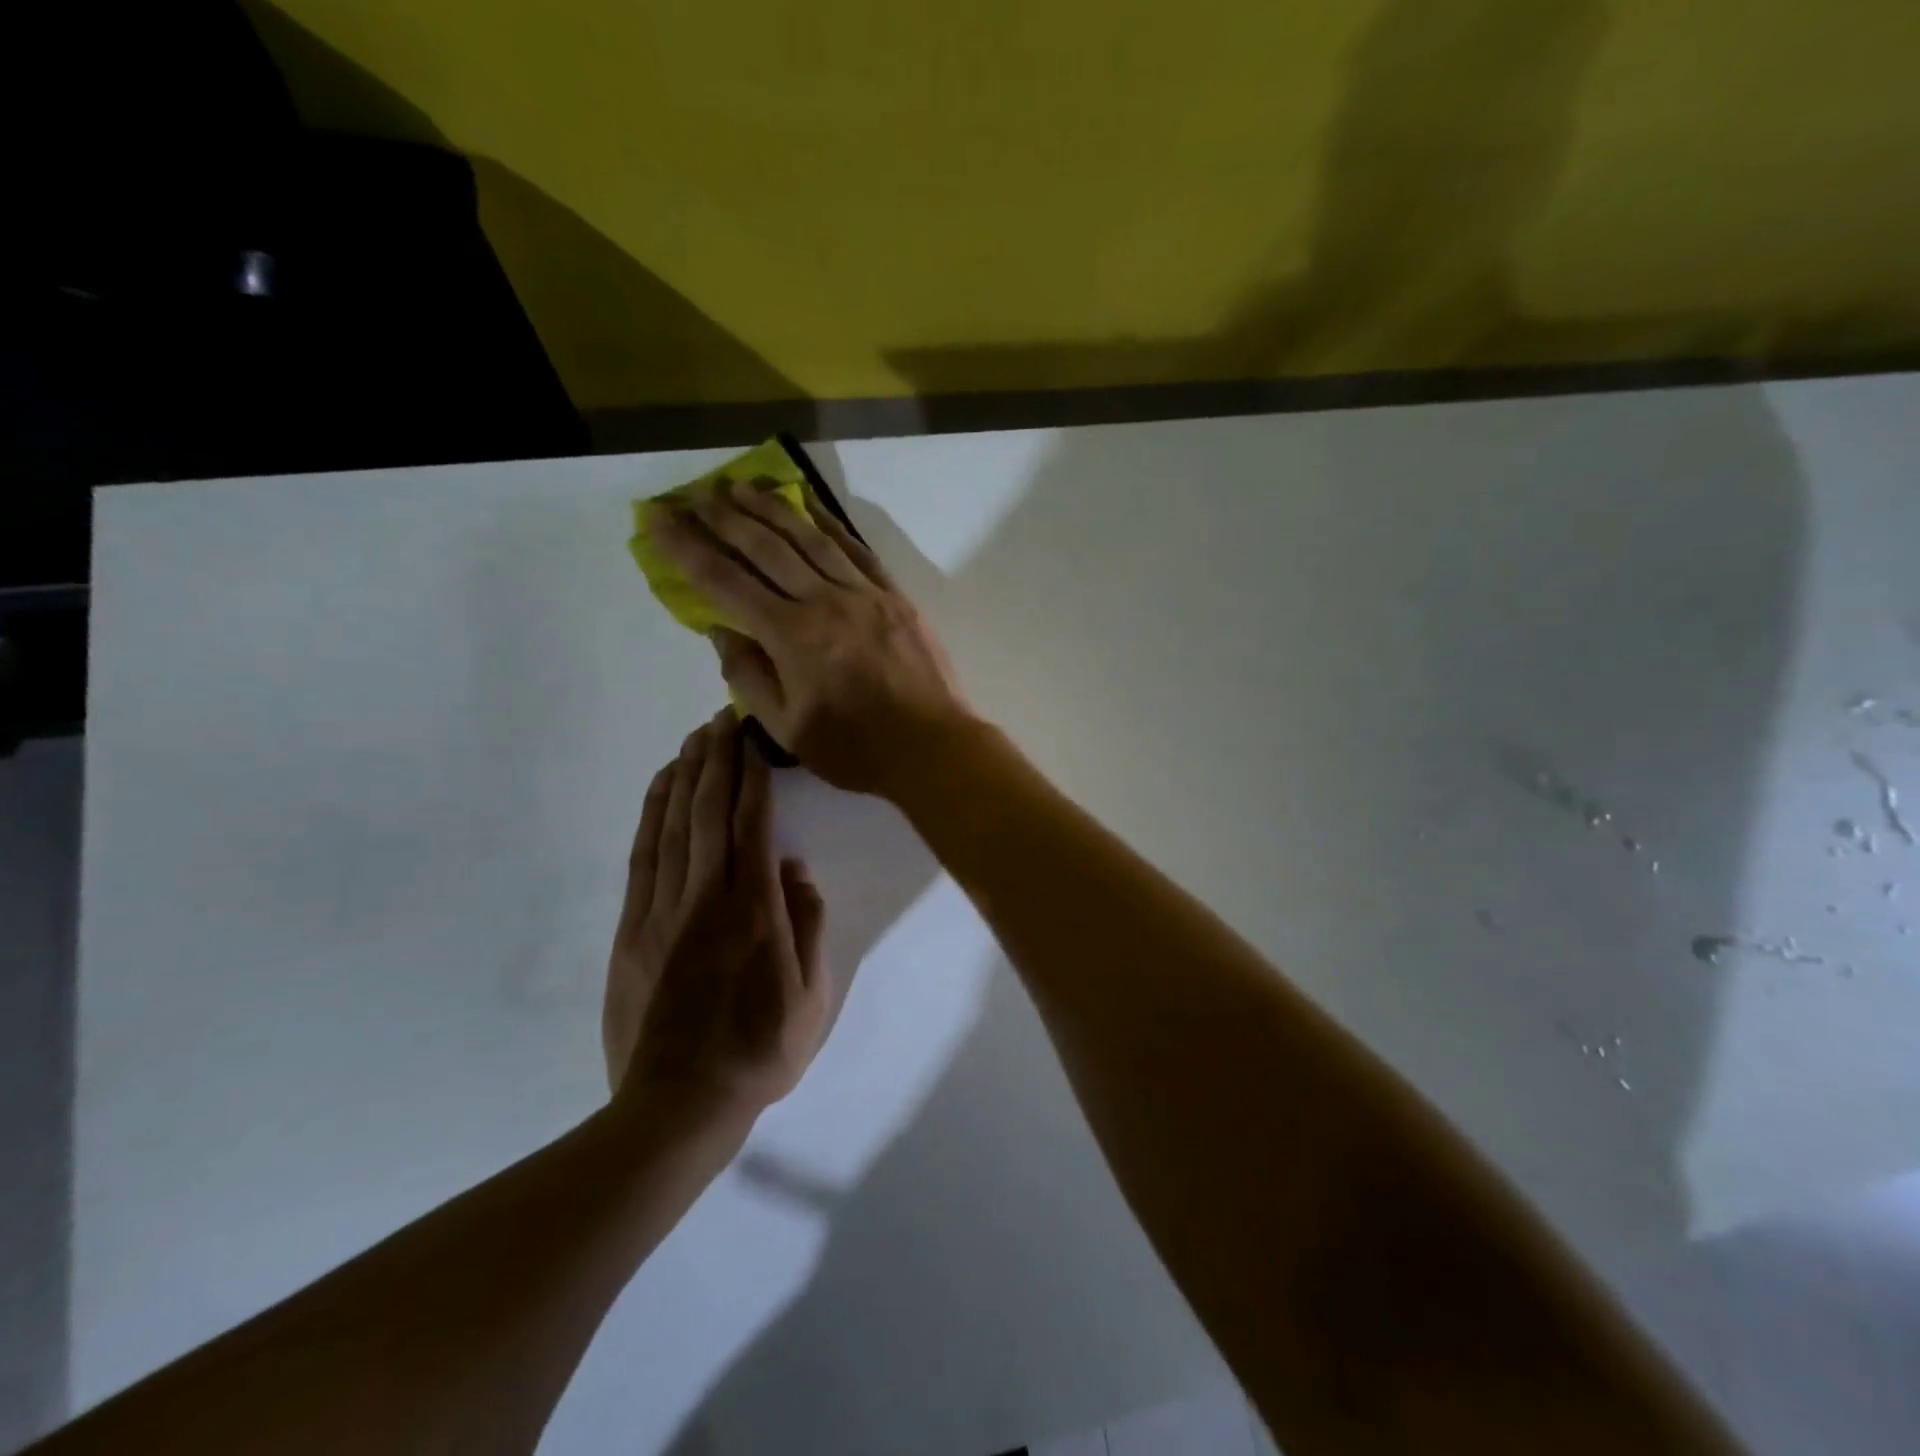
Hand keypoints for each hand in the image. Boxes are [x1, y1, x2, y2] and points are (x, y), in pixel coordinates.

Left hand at [603, 711, 831, 1123]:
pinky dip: (652, 814)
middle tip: (723, 717)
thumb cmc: (759, 1052)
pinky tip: (662, 788)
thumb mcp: (812, 997)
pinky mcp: (632, 928)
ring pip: (672, 825)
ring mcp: (662, 911)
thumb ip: (807, 927)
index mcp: (755, 914)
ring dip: (685, 775)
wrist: (676, 1106)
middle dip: (718, 758)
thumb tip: (794, 870)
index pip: (753, 825)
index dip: (753, 774)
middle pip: (708, 812)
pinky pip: (642, 856)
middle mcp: (705, 899)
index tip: (754, 737)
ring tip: (695, 738)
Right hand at [645, 477, 974, 797]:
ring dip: (772, 509)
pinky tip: (811, 508)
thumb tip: (719, 629)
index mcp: (791, 637)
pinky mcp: (894, 596)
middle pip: (765, 548)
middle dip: (724, 517)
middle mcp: (824, 602)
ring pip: (810, 539)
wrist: (932, 747)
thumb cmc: (856, 749)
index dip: (686, 548)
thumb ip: (748, 676)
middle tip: (695, 493)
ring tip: (742, 486)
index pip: (725, 581)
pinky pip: (857, 550)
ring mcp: (864, 594)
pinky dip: (830, 524)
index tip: (658, 518)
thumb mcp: (787, 729)